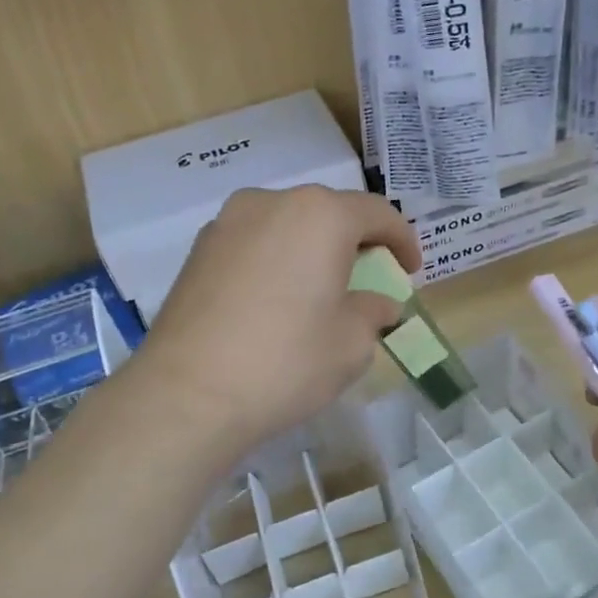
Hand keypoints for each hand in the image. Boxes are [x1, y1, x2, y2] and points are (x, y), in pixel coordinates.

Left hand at [134, 186, 420, 455]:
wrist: (188, 395)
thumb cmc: (287, 362)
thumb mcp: (352, 343)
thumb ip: (373, 312)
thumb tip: (377, 303)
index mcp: (320, 215)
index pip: (376, 213)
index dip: (402, 240)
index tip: (410, 270)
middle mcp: (271, 203)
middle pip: (328, 213)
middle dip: (355, 243)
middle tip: (368, 280)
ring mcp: (226, 224)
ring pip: (286, 226)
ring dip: (312, 250)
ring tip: (319, 291)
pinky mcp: (197, 251)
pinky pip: (254, 245)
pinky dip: (276, 262)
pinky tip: (276, 302)